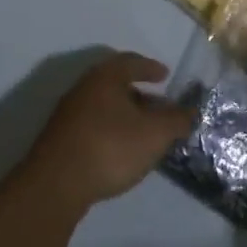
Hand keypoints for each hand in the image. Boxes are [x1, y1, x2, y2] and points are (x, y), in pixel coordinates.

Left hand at [23, 53, 195, 209]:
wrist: (56, 184)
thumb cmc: (110, 147)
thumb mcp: (154, 134)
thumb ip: (176, 120)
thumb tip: (190, 111)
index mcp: (105, 76)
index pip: (131, 62)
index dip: (150, 67)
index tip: (165, 75)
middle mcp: (84, 87)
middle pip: (116, 84)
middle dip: (140, 94)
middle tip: (159, 108)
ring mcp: (68, 113)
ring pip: (103, 105)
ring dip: (125, 114)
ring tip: (143, 132)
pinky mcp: (60, 138)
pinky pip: (92, 124)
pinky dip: (110, 129)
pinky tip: (120, 149)